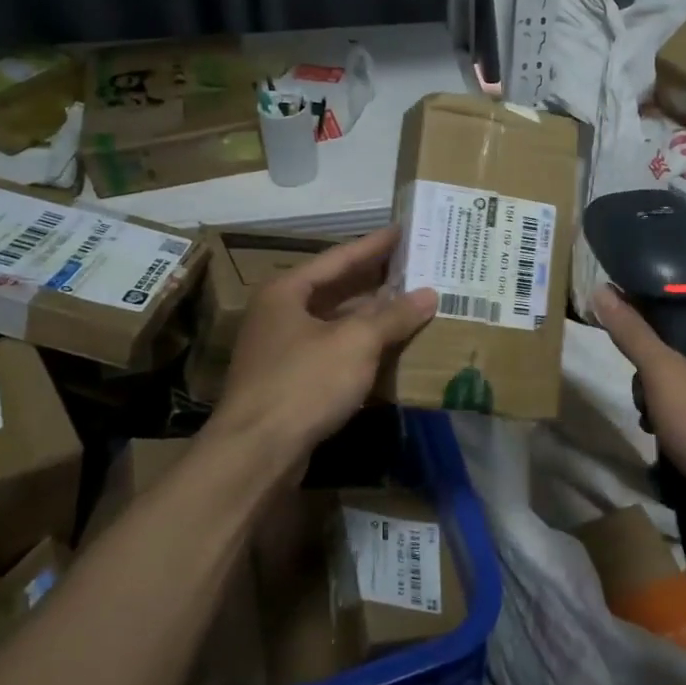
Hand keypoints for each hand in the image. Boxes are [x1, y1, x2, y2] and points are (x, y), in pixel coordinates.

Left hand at [214, 226, 436, 462]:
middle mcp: (280, 313)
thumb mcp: (356, 343)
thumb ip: (393, 316)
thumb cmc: (304, 383)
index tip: (404, 230)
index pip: (339, 257)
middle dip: (376, 280)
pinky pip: (332, 351)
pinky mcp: (290, 381)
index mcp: (287, 291)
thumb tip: (429, 294)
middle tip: (415, 265)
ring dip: (371, 315)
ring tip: (411, 303)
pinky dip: (360, 346)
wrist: (256, 454)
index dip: (374, 244)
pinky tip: (389, 348)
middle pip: (335, 288)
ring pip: (335, 322)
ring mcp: (282, 349)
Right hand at [593, 287, 685, 524]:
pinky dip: (676, 410)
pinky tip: (659, 433)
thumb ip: (632, 332)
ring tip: (646, 413)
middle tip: (636, 375)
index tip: (623, 307)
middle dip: (653, 354)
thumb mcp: (664, 376)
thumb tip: (602, 290)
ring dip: (659, 388)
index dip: (657, 296)